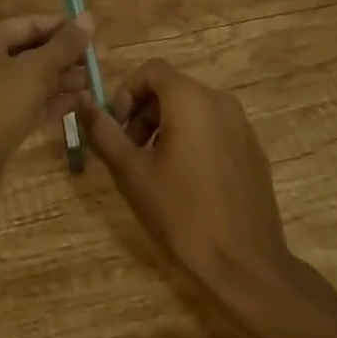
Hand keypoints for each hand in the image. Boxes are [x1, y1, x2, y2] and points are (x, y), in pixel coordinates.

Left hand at [0, 12, 96, 205]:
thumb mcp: (34, 71)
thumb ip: (64, 45)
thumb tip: (88, 17)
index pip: (32, 23)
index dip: (65, 28)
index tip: (96, 35)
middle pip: (34, 50)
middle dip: (68, 56)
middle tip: (103, 61)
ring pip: (34, 77)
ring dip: (65, 79)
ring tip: (98, 83)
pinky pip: (30, 101)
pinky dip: (53, 100)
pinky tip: (82, 104)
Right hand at [79, 59, 292, 295]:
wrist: (247, 267)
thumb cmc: (183, 214)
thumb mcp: (132, 173)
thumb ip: (104, 132)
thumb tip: (82, 102)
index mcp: (190, 98)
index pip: (151, 70)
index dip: (127, 91)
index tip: (116, 126)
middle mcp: (219, 100)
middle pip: (172, 88)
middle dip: (144, 112)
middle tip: (130, 151)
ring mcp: (241, 125)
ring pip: (194, 109)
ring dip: (167, 127)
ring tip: (156, 169)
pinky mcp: (253, 150)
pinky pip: (215, 129)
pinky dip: (194, 141)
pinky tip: (189, 183)